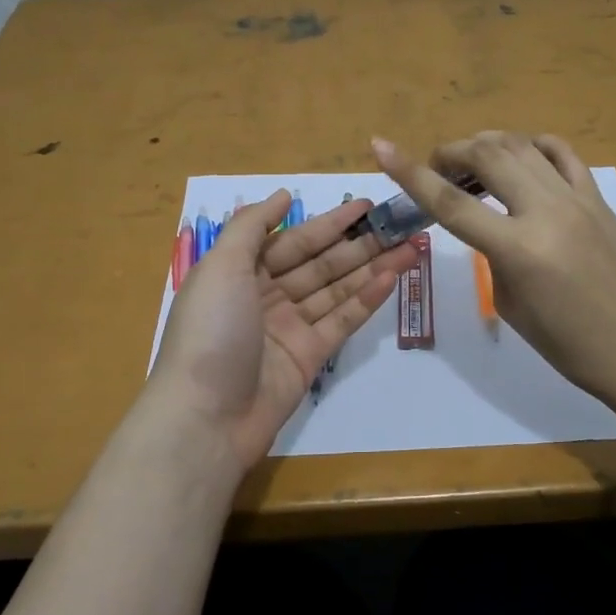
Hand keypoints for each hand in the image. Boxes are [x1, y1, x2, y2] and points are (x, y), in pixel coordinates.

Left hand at [148, 190, 417, 466]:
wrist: (205, 419)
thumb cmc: (210, 332)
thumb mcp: (220, 267)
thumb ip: (252, 226)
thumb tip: (284, 195)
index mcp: (241, 272)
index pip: (294, 240)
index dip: (330, 222)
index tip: (366, 205)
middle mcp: (267, 296)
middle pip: (320, 263)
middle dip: (359, 243)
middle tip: (400, 224)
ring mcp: (290, 328)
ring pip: (337, 290)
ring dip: (372, 267)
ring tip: (410, 246)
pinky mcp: (309, 357)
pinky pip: (342, 320)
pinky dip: (367, 299)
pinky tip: (393, 277)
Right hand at [372, 132, 615, 410]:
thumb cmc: (570, 345)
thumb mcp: (512, 304)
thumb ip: (492, 255)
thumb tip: (490, 224)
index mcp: (519, 249)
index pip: (451, 203)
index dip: (410, 173)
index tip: (381, 148)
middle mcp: (547, 212)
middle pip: (486, 157)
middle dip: (451, 152)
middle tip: (436, 166)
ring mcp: (577, 198)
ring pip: (521, 146)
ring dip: (486, 144)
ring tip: (471, 161)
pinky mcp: (598, 197)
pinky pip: (561, 153)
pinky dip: (532, 145)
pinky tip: (520, 156)